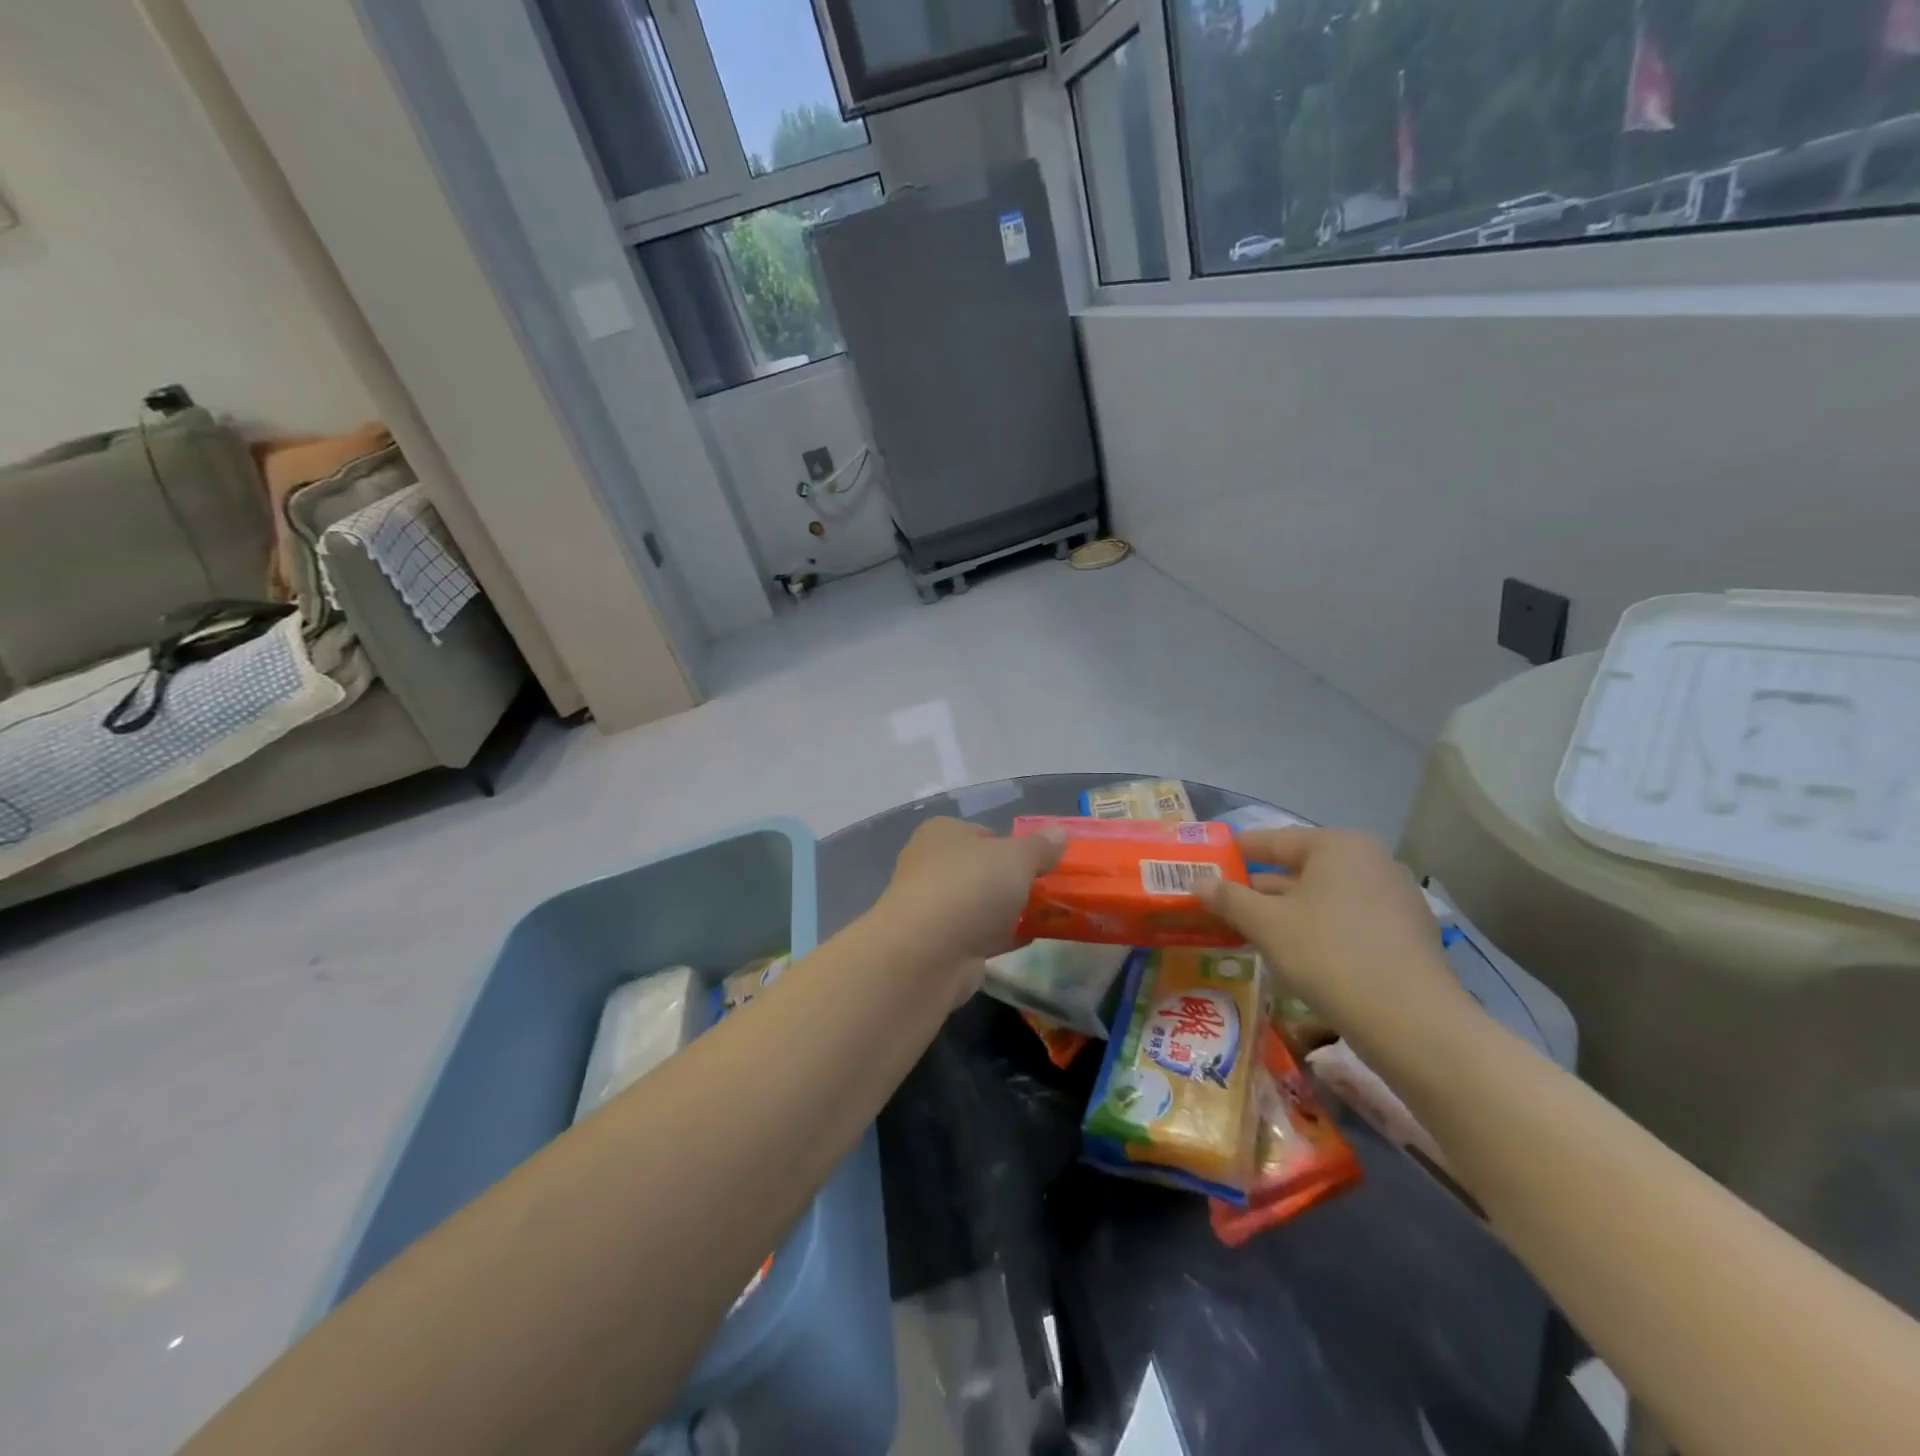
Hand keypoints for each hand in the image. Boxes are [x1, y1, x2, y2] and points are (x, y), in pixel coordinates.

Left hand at [870, 819, 1065, 1000]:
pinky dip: (1001, 936)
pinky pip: (978, 934)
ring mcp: (933, 907)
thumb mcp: (1016, 857)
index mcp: (941, 833)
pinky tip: (1030, 939)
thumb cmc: (970, 887)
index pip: (982, 832)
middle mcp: (931, 865)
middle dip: (1011, 880)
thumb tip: (1059, 832)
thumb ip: (1040, 847)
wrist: (926, 953)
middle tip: (1048, 889)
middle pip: (981, 869)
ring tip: (1048, 915)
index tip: (1041, 860)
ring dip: (1007, 910)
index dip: (1012, 844)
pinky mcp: (939, 944)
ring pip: (979, 904)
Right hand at [1193, 828, 1469, 1040]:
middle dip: (1263, 886)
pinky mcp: (1407, 935)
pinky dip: (1320, 929)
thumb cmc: (1329, 955)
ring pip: (1326, 897)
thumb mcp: (1266, 924)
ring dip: (1290, 910)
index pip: (1275, 840)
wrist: (1412, 1022)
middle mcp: (1372, 861)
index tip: (1212, 859)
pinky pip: (1350, 920)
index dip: (1239, 850)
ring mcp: (1396, 898)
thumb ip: (1228, 898)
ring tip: (1254, 929)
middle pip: (1302, 868)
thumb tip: (1196, 882)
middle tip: (1225, 901)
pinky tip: (1299, 954)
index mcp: (1338, 845)